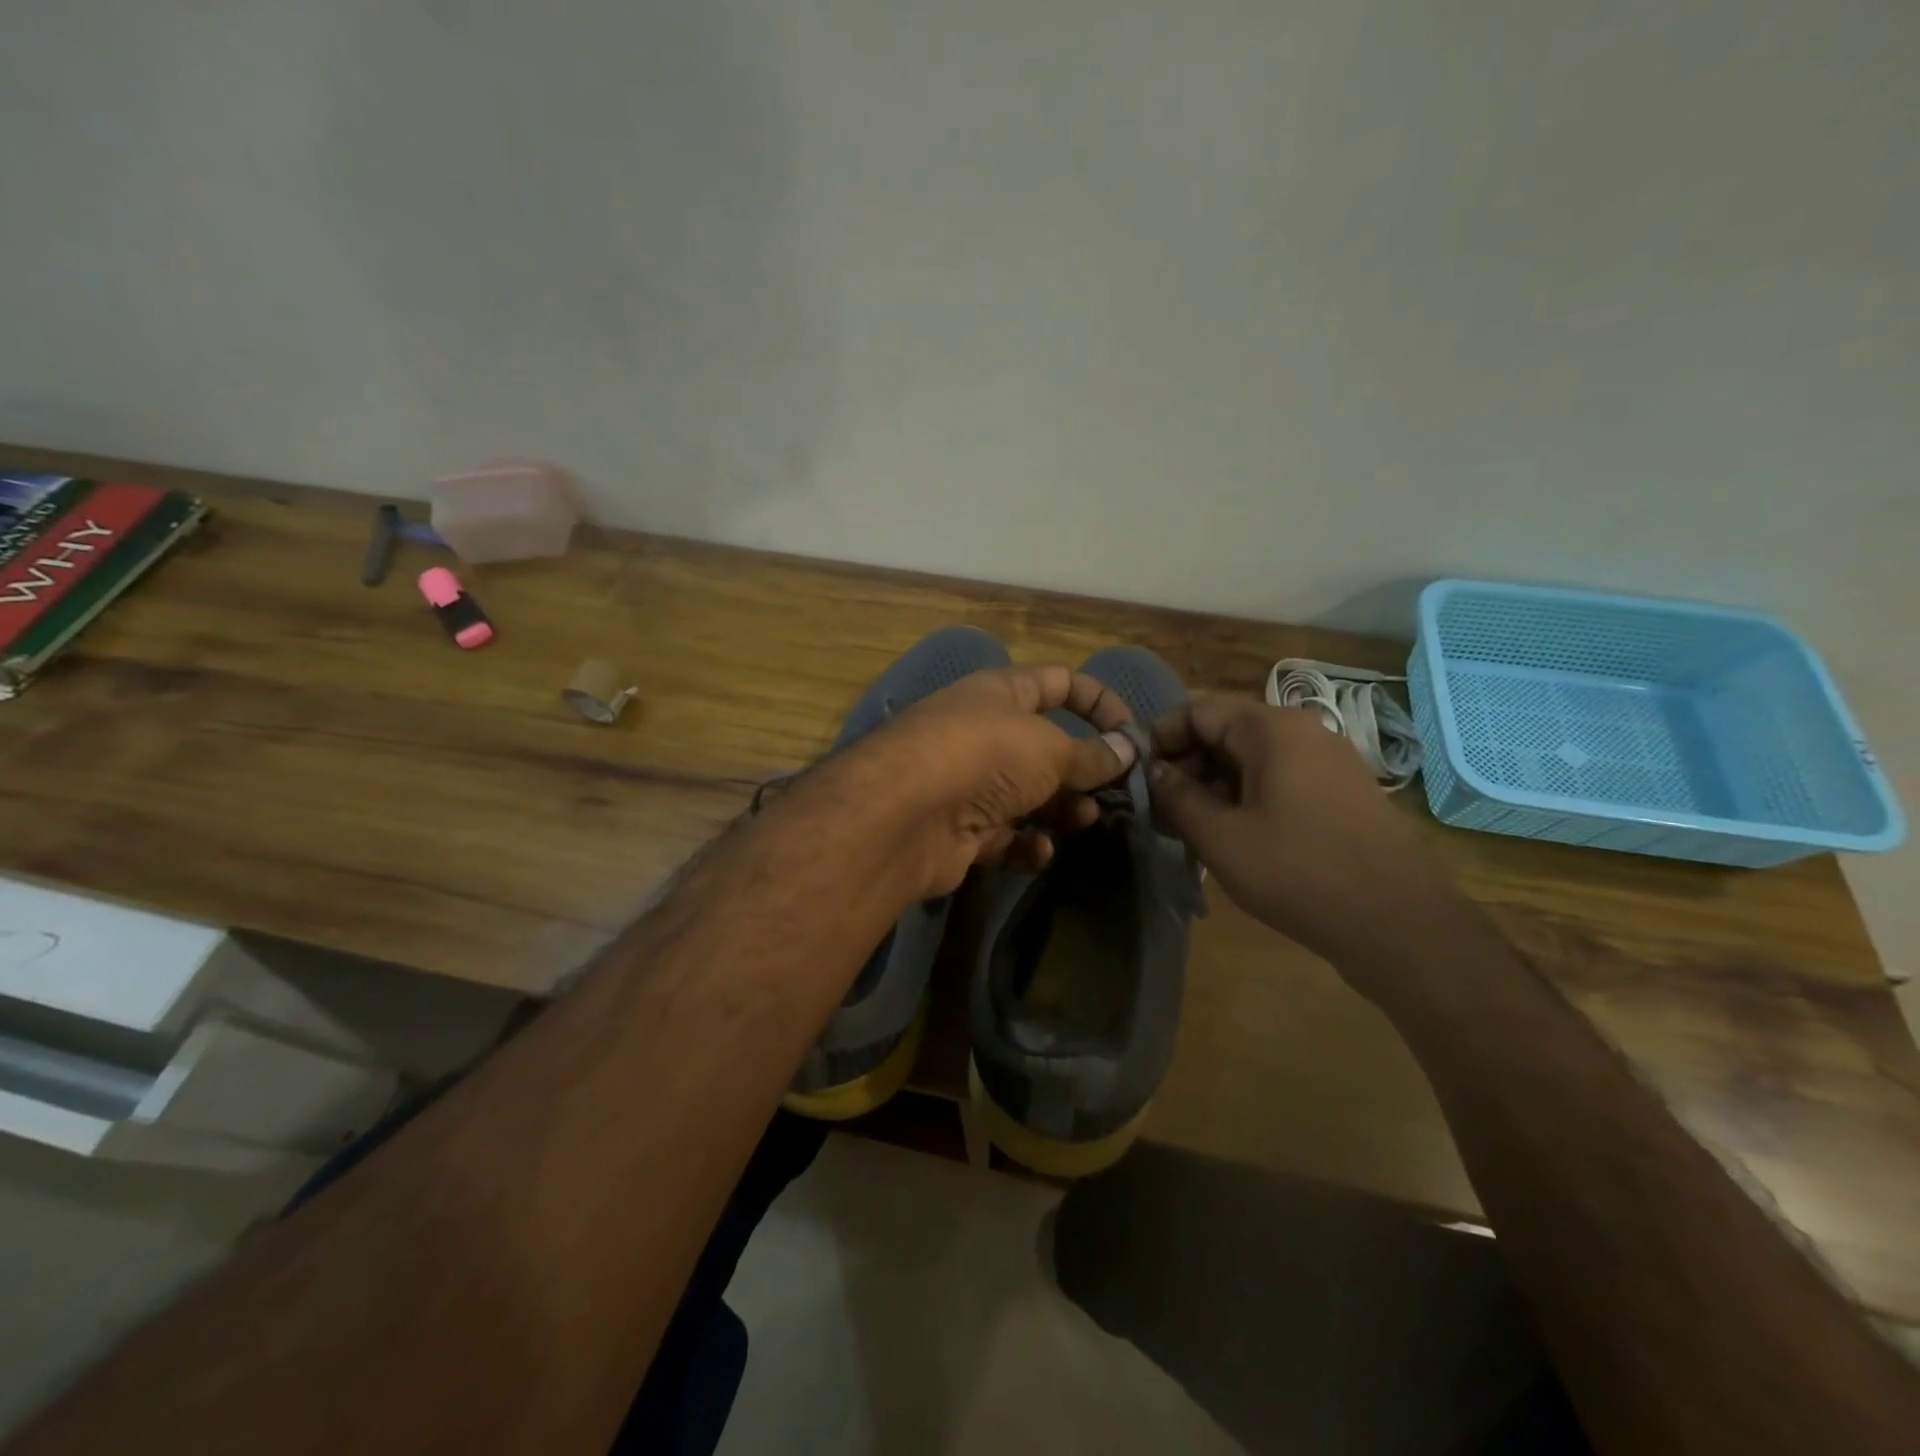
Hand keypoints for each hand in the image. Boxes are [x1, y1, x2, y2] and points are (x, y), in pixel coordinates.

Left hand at [817, 665, 1138, 896]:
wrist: (907, 814)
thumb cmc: (985, 755)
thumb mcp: (1050, 748)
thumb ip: (1092, 753)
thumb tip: (1129, 748)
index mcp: (1001, 694)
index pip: (1058, 682)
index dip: (1098, 701)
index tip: (1130, 733)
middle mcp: (982, 733)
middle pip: (1044, 747)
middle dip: (1081, 769)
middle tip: (1112, 792)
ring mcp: (968, 782)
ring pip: (1027, 794)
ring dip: (1060, 809)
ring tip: (1082, 820)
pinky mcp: (959, 829)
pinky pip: (1003, 835)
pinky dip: (1025, 844)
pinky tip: (1039, 852)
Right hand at [1150, 694, 1442, 961]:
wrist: (1399, 923)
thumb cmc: (1298, 872)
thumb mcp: (1220, 837)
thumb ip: (1177, 797)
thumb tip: (1154, 772)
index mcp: (1272, 729)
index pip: (1198, 709)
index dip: (1161, 737)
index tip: (1139, 776)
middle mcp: (1303, 731)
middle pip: (1226, 730)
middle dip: (1186, 764)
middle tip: (1160, 809)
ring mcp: (1328, 761)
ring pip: (1252, 757)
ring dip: (1214, 784)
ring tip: (1190, 828)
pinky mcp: (1342, 792)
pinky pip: (1280, 778)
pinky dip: (1246, 796)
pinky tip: (1233, 836)